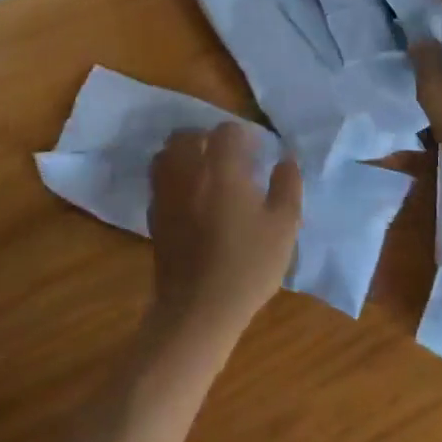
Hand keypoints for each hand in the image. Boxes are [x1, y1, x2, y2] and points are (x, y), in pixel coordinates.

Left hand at [146, 124, 301, 351]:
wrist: (198, 309)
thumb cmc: (247, 266)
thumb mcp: (283, 226)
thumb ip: (287, 186)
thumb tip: (286, 159)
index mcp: (221, 168)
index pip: (227, 131)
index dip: (244, 137)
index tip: (257, 154)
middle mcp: (188, 172)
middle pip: (189, 135)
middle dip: (209, 139)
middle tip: (229, 158)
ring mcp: (166, 192)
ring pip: (167, 153)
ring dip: (185, 153)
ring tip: (205, 171)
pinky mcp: (154, 215)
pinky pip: (159, 180)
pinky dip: (173, 177)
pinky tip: (190, 197)